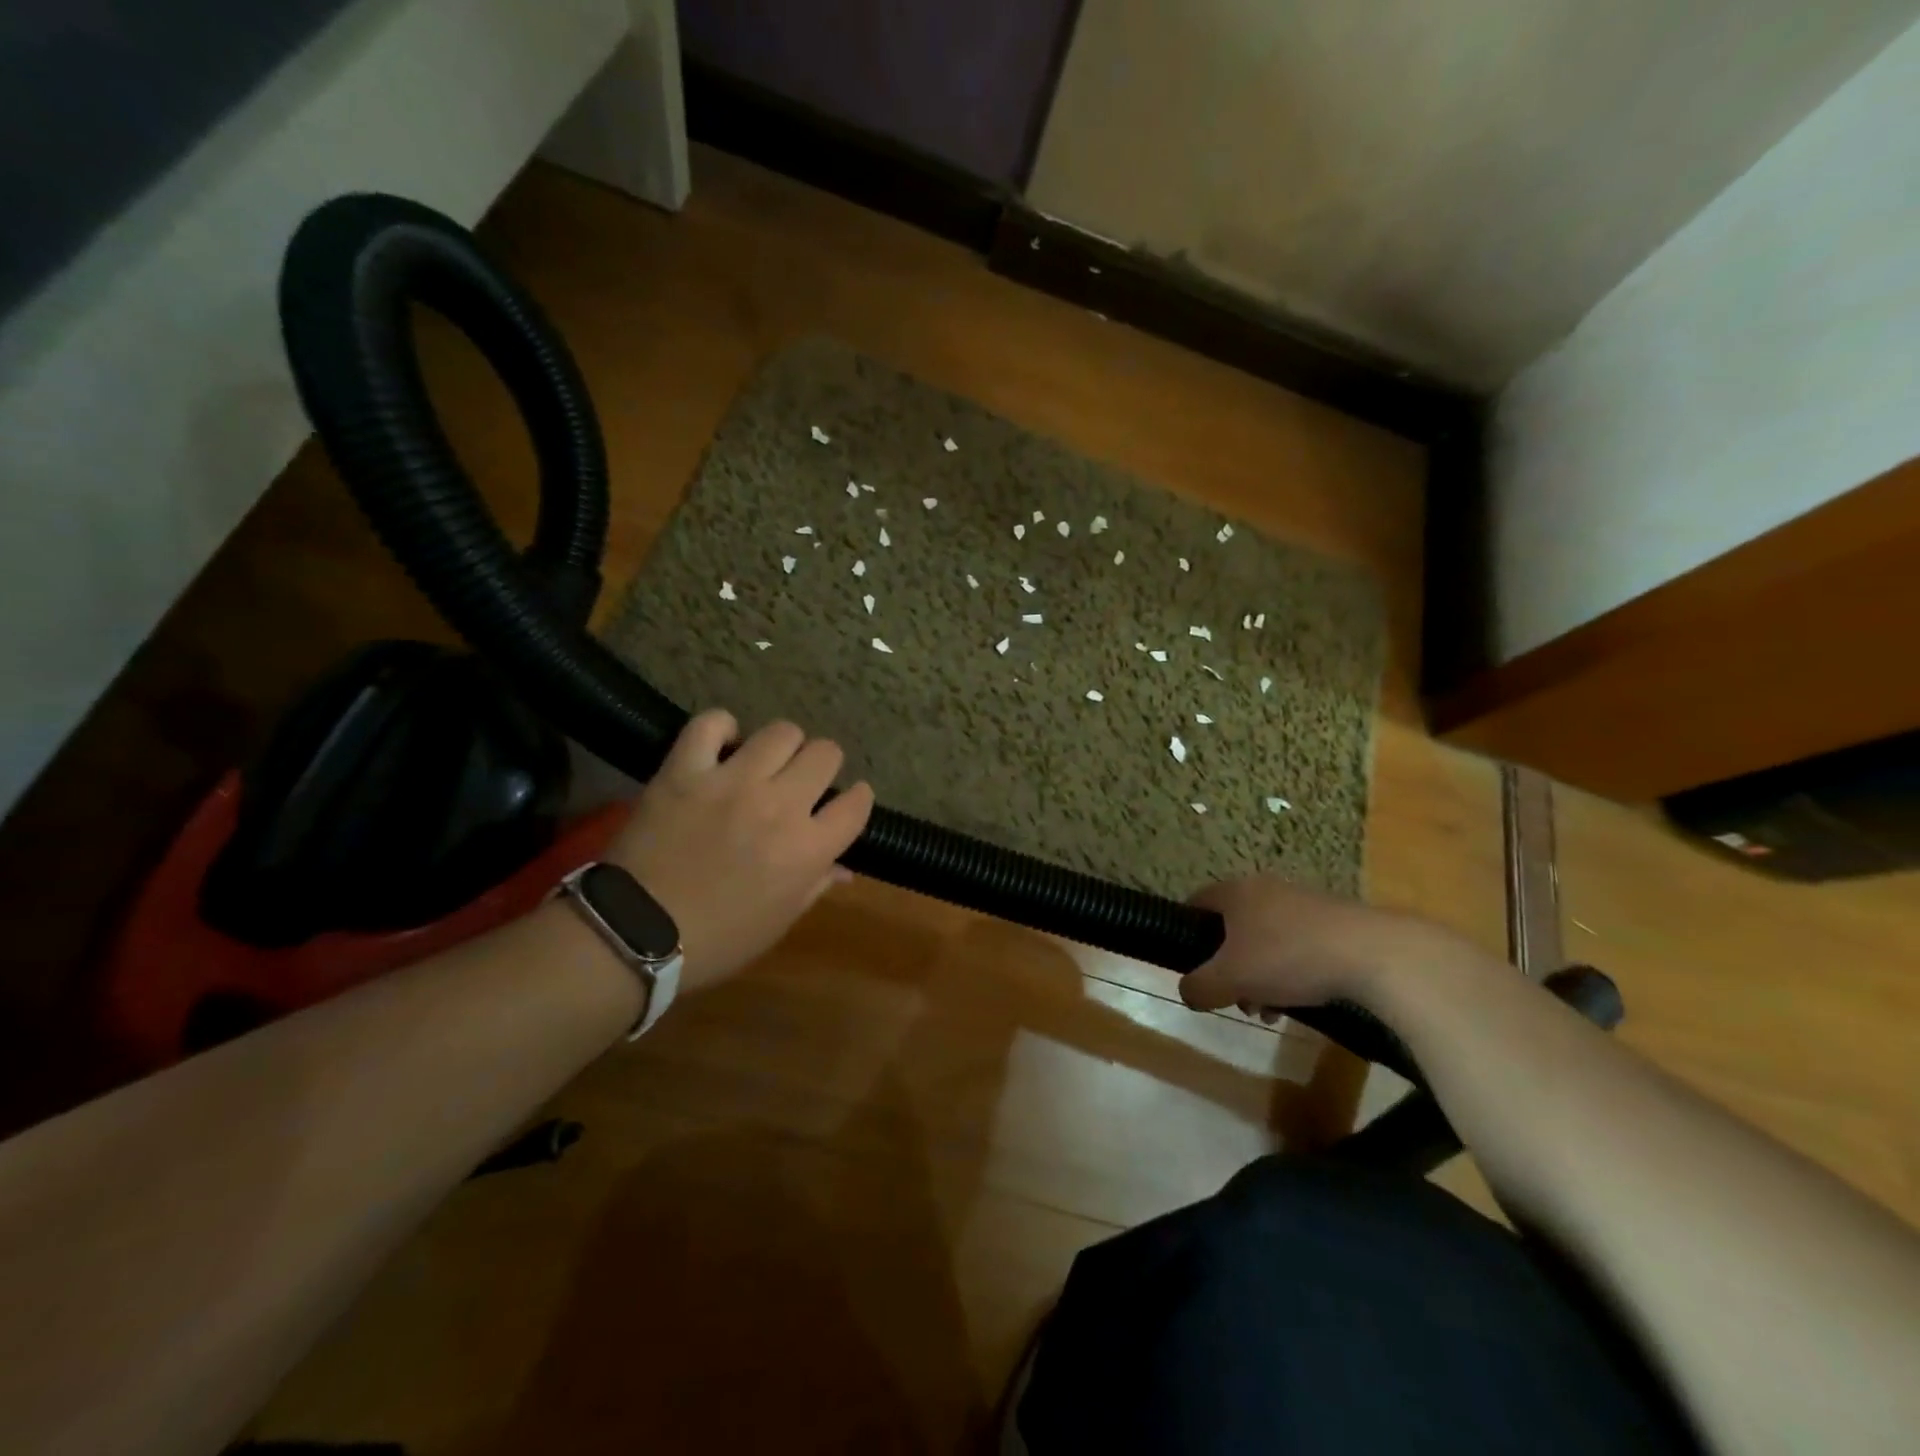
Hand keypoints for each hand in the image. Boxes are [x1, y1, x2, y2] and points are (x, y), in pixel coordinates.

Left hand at [607, 710, 873, 993]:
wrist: (633, 935)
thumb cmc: (716, 940)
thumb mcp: (778, 922)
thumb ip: (815, 884)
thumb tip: (843, 866)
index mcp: (807, 849)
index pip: (856, 803)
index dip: (856, 799)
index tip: (845, 803)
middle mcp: (779, 806)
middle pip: (826, 754)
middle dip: (823, 766)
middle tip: (802, 782)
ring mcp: (731, 782)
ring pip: (782, 732)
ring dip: (782, 746)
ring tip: (765, 762)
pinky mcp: (685, 770)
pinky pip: (711, 724)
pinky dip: (722, 729)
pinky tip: (722, 745)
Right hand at [1180, 875, 1486, 1019]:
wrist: (1374, 954)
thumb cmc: (1288, 957)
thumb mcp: (1230, 979)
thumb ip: (1199, 986)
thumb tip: (1187, 992)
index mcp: (1235, 892)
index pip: (1196, 902)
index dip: (1186, 931)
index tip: (1189, 963)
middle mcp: (1265, 889)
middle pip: (1232, 928)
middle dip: (1229, 967)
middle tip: (1235, 999)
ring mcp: (1302, 903)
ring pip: (1265, 941)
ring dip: (1260, 976)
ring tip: (1270, 1011)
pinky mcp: (1333, 921)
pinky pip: (1297, 946)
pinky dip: (1290, 973)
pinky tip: (1300, 1003)